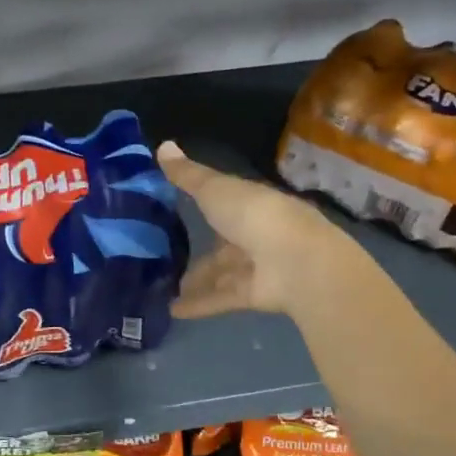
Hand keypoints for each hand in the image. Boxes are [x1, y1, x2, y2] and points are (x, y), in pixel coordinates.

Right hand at [157, 140, 340, 318]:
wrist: (295, 262)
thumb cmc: (254, 215)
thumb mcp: (215, 189)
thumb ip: (187, 175)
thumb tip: (162, 145)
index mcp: (250, 204)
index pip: (224, 204)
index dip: (203, 205)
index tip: (174, 210)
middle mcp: (254, 234)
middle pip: (221, 244)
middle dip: (198, 251)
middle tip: (163, 258)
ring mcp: (255, 266)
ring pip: (219, 274)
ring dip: (194, 281)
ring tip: (161, 288)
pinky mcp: (251, 295)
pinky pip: (219, 298)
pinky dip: (198, 304)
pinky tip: (172, 310)